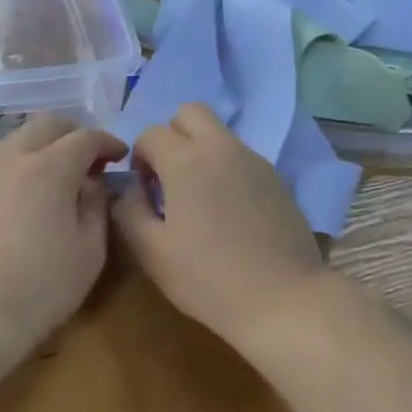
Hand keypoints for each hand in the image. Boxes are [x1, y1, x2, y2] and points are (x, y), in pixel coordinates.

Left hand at [0, 115, 127, 354]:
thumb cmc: (43, 285)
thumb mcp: (90, 249)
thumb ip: (96, 206)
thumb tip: (94, 185)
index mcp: (49, 168)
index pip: (85, 137)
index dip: (108, 142)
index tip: (121, 156)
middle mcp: (14, 160)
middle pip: (46, 125)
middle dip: (74, 133)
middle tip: (93, 160)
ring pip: (19, 139)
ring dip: (46, 146)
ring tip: (64, 176)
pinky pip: (3, 163)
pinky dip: (25, 164)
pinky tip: (35, 195)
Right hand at [111, 104, 327, 355]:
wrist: (282, 299)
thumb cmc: (208, 279)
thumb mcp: (151, 252)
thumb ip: (129, 210)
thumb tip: (130, 189)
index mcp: (187, 161)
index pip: (152, 133)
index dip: (140, 157)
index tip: (144, 190)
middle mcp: (223, 149)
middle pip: (190, 112)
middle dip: (172, 136)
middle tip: (169, 178)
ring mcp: (255, 161)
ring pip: (219, 134)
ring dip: (200, 151)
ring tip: (199, 199)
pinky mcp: (277, 180)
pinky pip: (241, 157)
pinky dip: (226, 169)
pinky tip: (228, 212)